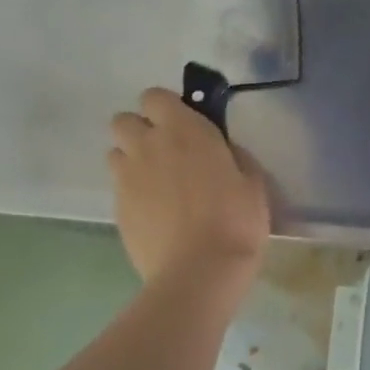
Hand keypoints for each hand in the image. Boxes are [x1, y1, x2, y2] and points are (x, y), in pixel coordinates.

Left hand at [108, 89, 269, 286]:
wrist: (199, 271)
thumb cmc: (236, 220)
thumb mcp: (253, 181)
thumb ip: (233, 156)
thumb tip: (222, 152)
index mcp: (185, 130)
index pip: (155, 97)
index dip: (167, 108)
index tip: (185, 124)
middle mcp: (148, 146)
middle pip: (124, 120)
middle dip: (141, 130)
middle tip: (167, 152)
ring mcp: (128, 178)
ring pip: (116, 152)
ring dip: (132, 159)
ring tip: (158, 183)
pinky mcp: (117, 209)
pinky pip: (119, 187)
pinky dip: (133, 191)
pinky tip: (156, 212)